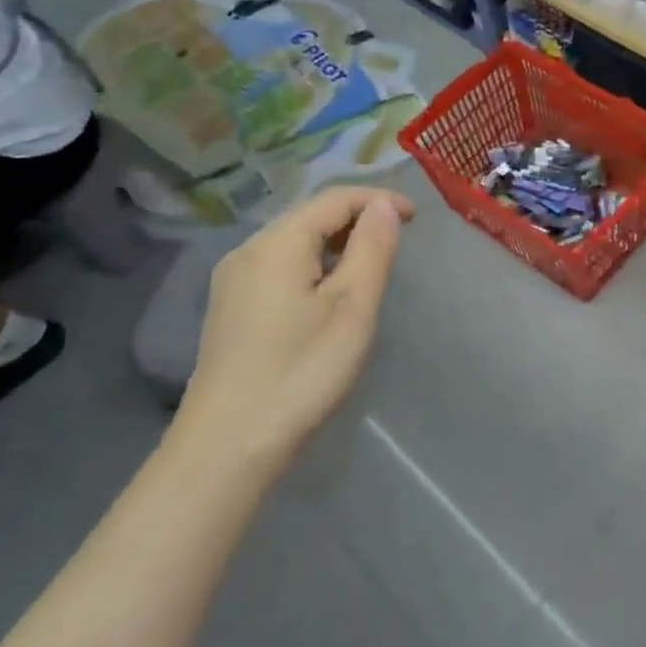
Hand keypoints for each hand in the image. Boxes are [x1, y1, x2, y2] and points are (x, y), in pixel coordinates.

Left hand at [173, 186, 414, 477]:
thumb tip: (383, 205)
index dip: (378, 199)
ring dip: (336, 240)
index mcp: (278, 243)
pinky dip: (313, 262)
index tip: (417, 217)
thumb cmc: (302, 371)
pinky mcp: (231, 308)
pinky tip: (330, 290)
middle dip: (357, 217)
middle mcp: (248, 250)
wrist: (228, 447)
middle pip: (310, 215)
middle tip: (398, 237)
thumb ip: (372, 248)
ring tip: (371, 261)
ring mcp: (233, 281)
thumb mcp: (353, 306)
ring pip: (293, 240)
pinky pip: (279, 264)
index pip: (335, 199)